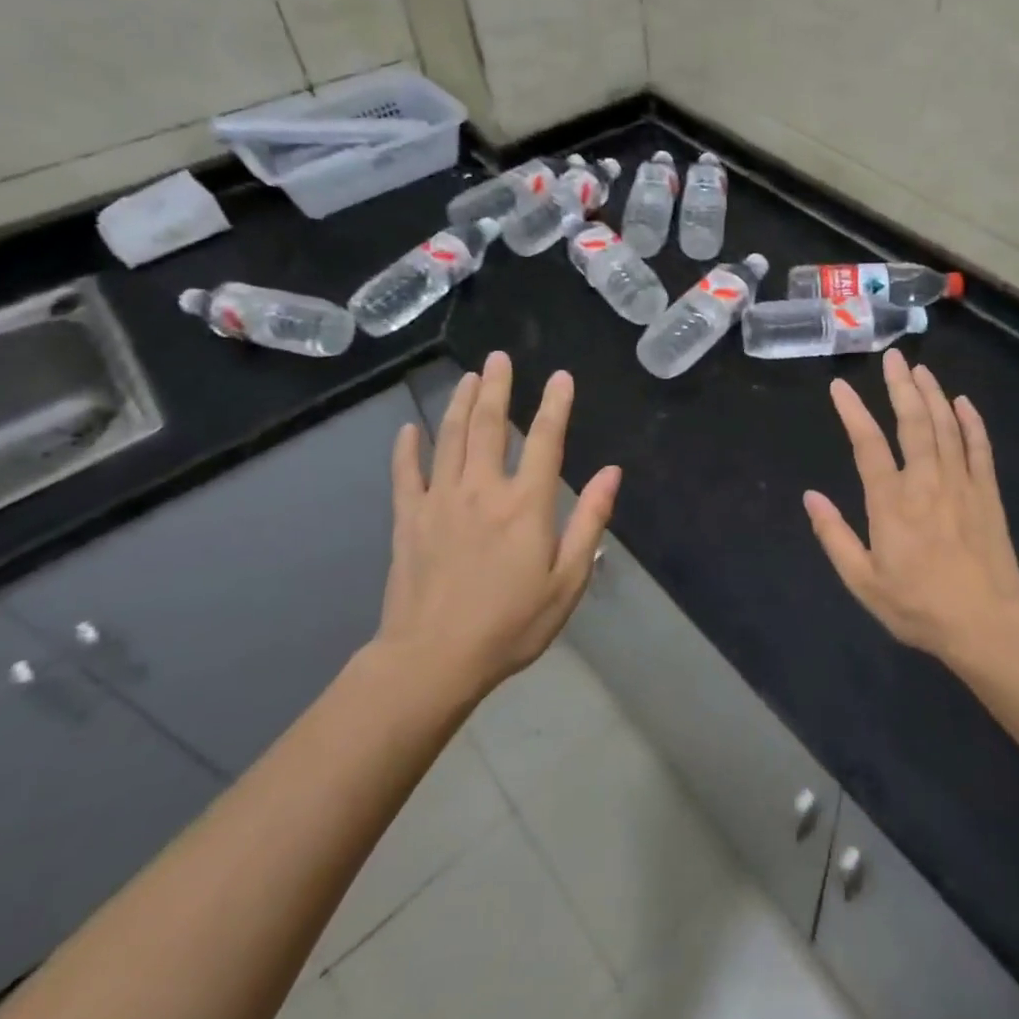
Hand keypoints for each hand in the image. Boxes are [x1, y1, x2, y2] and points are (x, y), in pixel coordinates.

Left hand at [376, 351, 620, 707]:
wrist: (432, 661)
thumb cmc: (510, 624)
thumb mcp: (567, 580)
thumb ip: (589, 521)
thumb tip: (612, 472)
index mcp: (525, 504)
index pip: (546, 440)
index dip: (556, 405)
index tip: (561, 376)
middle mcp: (483, 489)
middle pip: (491, 425)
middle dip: (497, 388)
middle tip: (498, 357)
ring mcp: (441, 501)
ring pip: (451, 439)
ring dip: (461, 404)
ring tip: (468, 378)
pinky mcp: (409, 520)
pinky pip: (407, 474)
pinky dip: (408, 449)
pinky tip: (410, 429)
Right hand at [805, 350, 1018, 661]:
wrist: (987, 626)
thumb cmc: (919, 606)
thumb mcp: (864, 582)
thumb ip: (834, 536)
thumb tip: (810, 496)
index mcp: (891, 503)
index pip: (867, 445)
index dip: (852, 412)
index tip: (839, 386)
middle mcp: (926, 482)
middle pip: (912, 422)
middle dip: (901, 387)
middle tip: (893, 358)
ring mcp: (961, 483)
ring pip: (946, 426)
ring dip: (933, 394)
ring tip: (921, 370)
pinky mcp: (987, 493)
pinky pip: (979, 447)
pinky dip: (971, 422)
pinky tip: (964, 403)